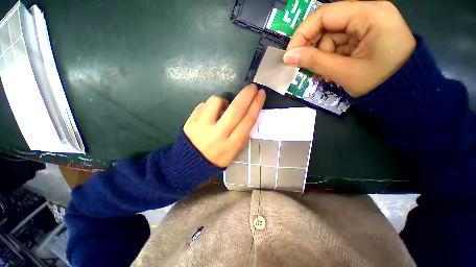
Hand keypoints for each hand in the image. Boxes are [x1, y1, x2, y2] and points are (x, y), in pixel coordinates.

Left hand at [183, 84, 265, 167]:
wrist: (190, 163)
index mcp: (232, 144)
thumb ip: (242, 135)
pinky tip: (209, 114)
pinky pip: (202, 105)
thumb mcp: (234, 152)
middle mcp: (218, 134)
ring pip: (216, 101)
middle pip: (236, 109)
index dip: (256, 105)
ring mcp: (202, 127)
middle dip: (246, 95)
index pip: (248, 120)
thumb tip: (246, 114)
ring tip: (222, 107)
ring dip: (223, 100)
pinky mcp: (190, 122)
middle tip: (252, 87)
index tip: (261, 94)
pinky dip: (208, 106)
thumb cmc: (216, 158)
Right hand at [283, 1, 415, 96]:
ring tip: (323, 74)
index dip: (303, 33)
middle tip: (304, 67)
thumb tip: (288, 57)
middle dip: (313, 48)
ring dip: (322, 56)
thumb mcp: (344, 72)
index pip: (326, 14)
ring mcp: (368, 25)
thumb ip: (315, 61)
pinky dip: (331, 58)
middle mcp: (369, 14)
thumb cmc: (381, 84)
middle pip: (328, 25)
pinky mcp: (365, 37)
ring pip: (331, 37)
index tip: (290, 54)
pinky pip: (339, 44)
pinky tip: (331, 71)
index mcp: (370, 15)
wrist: (406, 95)